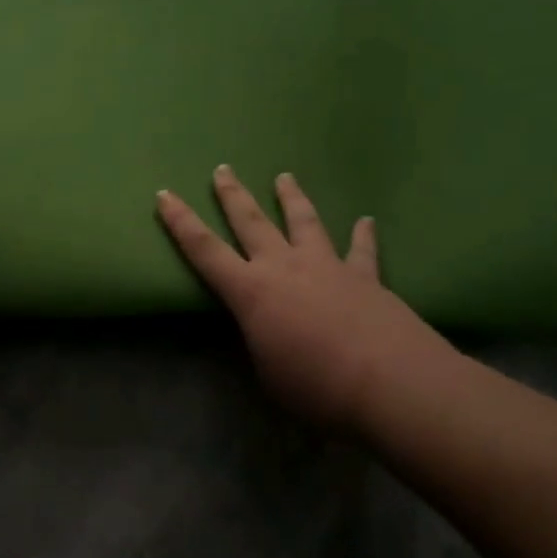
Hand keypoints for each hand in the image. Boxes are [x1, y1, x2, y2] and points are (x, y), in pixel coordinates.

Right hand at [157, 166, 453, 425]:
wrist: (392, 385)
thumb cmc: (317, 387)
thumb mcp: (269, 374)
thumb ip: (262, 346)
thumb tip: (270, 336)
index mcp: (251, 292)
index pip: (204, 250)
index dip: (180, 223)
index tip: (164, 195)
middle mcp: (284, 267)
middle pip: (251, 222)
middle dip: (232, 195)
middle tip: (222, 169)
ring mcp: (327, 267)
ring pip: (304, 222)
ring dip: (291, 198)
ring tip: (284, 176)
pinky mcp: (365, 278)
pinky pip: (362, 251)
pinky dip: (363, 235)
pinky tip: (366, 221)